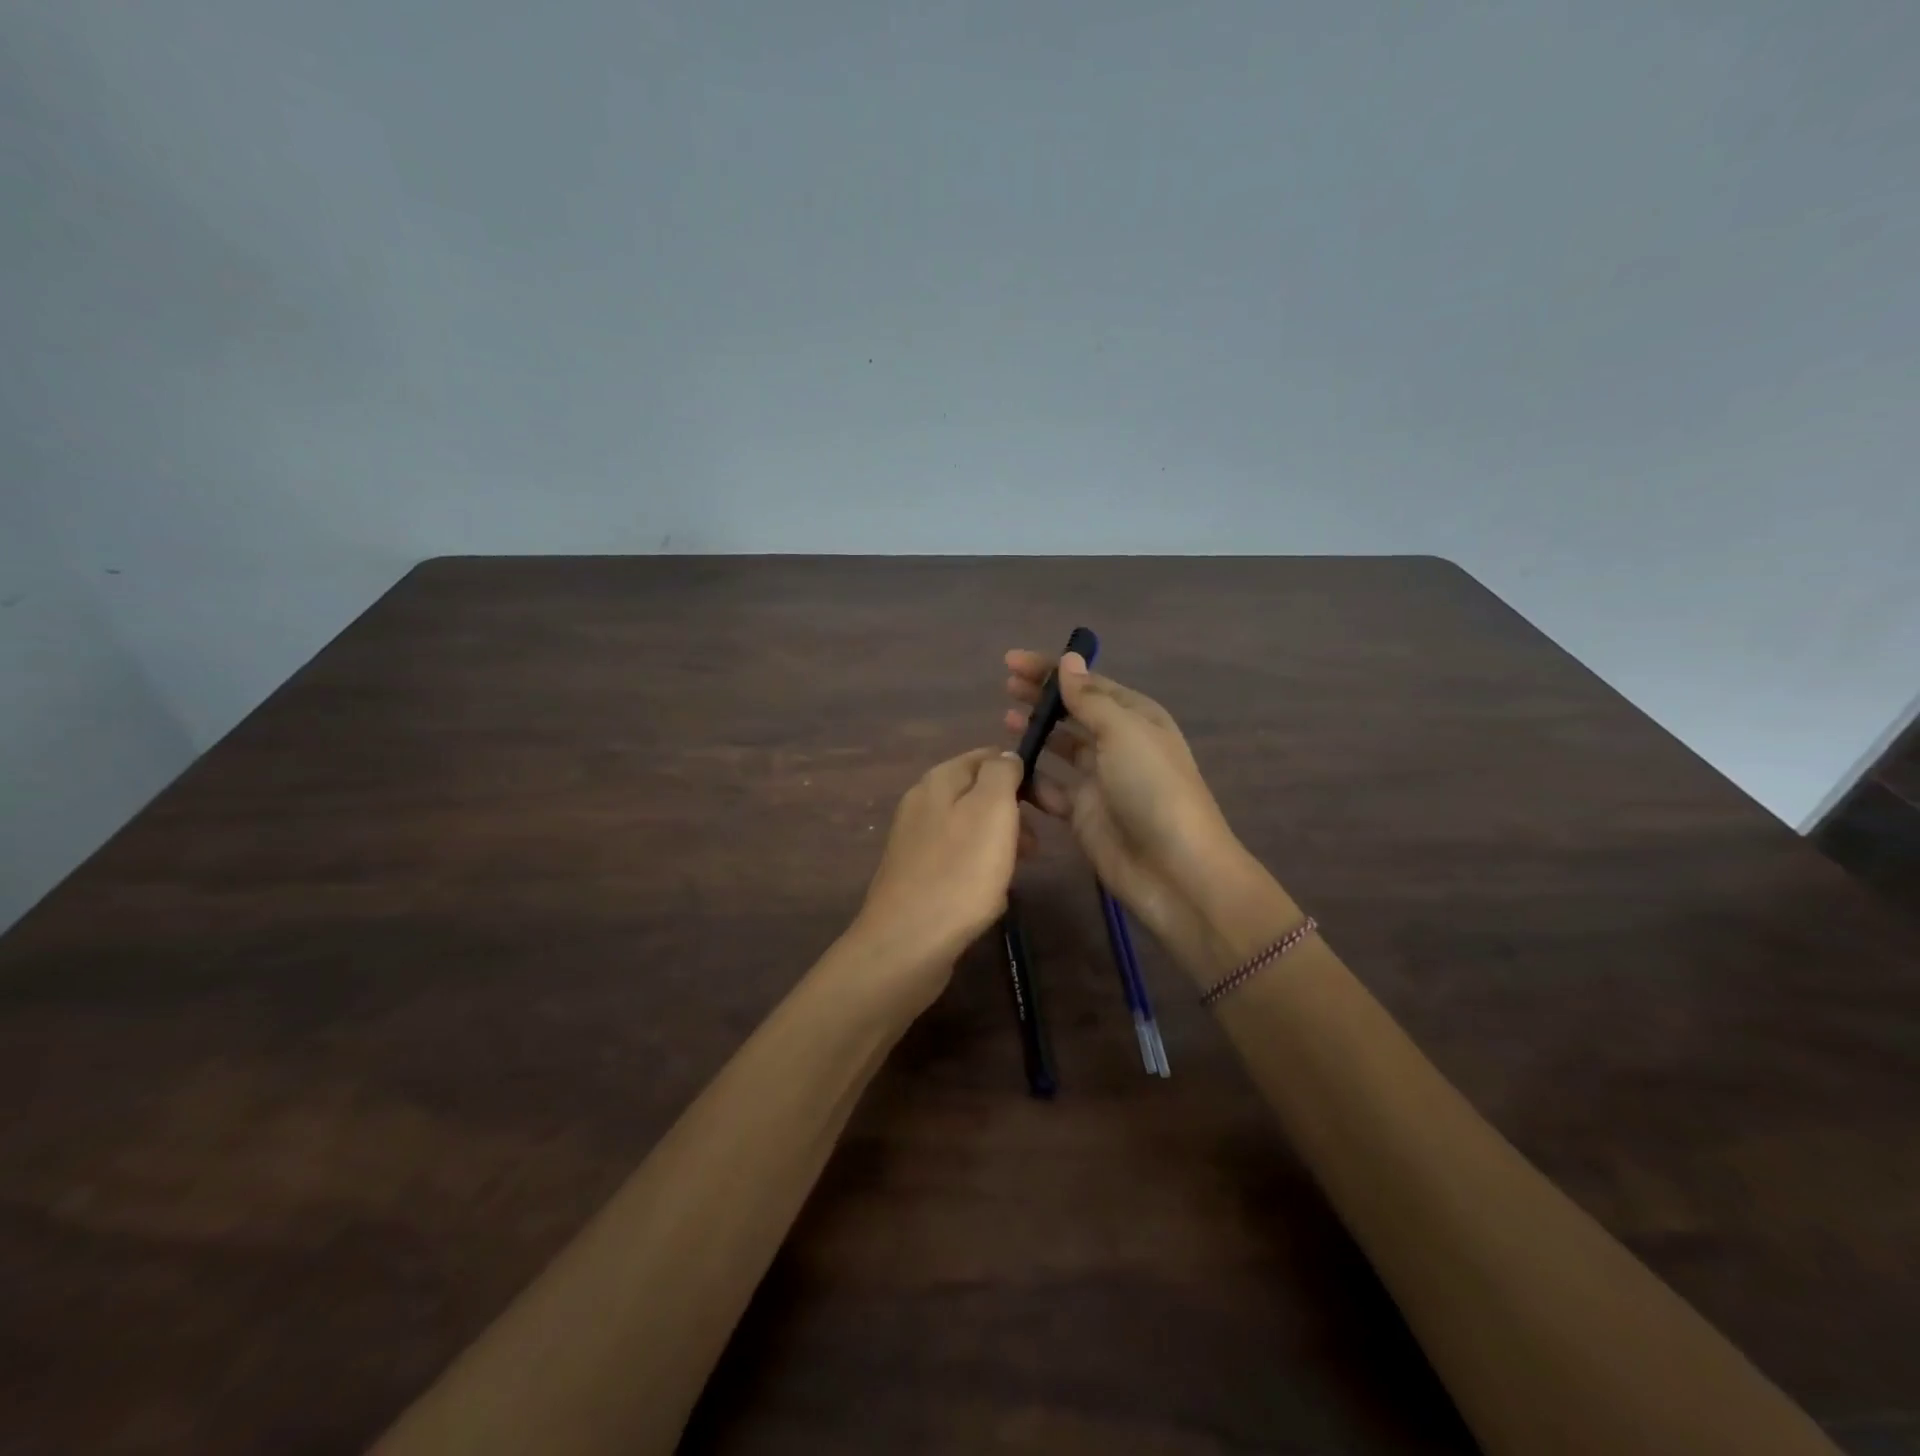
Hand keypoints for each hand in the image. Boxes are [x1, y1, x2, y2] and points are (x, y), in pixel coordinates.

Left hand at [848, 748, 1030, 1001]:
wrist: (908, 943)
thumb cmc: (960, 872)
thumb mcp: (991, 810)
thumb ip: (1001, 774)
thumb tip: (1007, 757)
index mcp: (940, 779)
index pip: (989, 757)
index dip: (1024, 774)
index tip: (1051, 804)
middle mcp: (922, 802)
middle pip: (979, 793)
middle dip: (1014, 813)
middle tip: (1037, 845)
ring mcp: (915, 839)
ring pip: (971, 828)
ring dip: (1000, 843)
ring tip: (1017, 870)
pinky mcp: (915, 873)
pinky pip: (958, 859)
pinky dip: (979, 869)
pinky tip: (989, 894)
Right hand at [1004, 649, 1245, 959]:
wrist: (1174, 869)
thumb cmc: (1152, 788)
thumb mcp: (1123, 732)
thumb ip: (1089, 699)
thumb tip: (1069, 661)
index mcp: (1135, 717)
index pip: (1088, 684)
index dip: (1051, 670)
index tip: (1011, 661)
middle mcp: (1118, 744)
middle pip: (1073, 713)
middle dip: (1042, 698)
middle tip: (1005, 687)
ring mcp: (1100, 780)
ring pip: (1061, 748)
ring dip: (1036, 734)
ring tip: (1005, 721)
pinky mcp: (1084, 814)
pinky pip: (1051, 790)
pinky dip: (1032, 779)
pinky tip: (1009, 770)